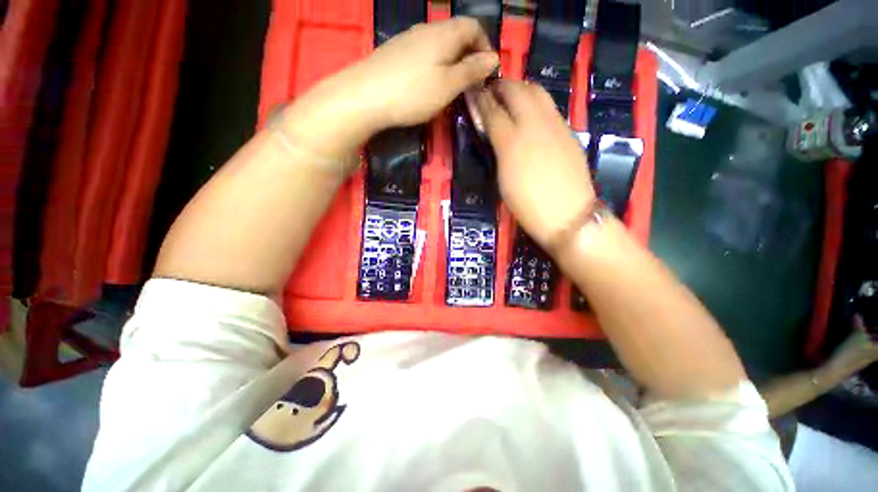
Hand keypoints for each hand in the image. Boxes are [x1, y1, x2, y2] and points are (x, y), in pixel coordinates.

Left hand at [349, 17, 499, 127]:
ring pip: (440, 44)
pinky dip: (435, 65)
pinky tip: (429, 84)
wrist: (365, 96)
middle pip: (457, 34)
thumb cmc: (412, 93)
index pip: (474, 26)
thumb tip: (494, 58)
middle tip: (470, 84)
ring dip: (452, 62)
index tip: (487, 72)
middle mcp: (427, 29)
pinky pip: (424, 53)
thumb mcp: (448, 85)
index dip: (485, 46)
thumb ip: (471, 71)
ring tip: (451, 87)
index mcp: (445, 33)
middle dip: (469, 56)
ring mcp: (409, 39)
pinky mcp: (396, 52)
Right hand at [473, 81, 594, 246]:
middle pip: (517, 91)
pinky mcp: (568, 131)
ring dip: (520, 88)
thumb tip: (492, 131)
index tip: (473, 92)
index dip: (481, 100)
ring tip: (509, 97)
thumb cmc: (528, 205)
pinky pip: (549, 106)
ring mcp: (555, 126)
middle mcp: (534, 125)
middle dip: (501, 86)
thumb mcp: (503, 180)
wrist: (568, 215)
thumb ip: (498, 151)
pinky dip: (535, 101)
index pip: (493, 111)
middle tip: (490, 91)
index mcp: (512, 142)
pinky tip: (530, 113)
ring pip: (537, 92)